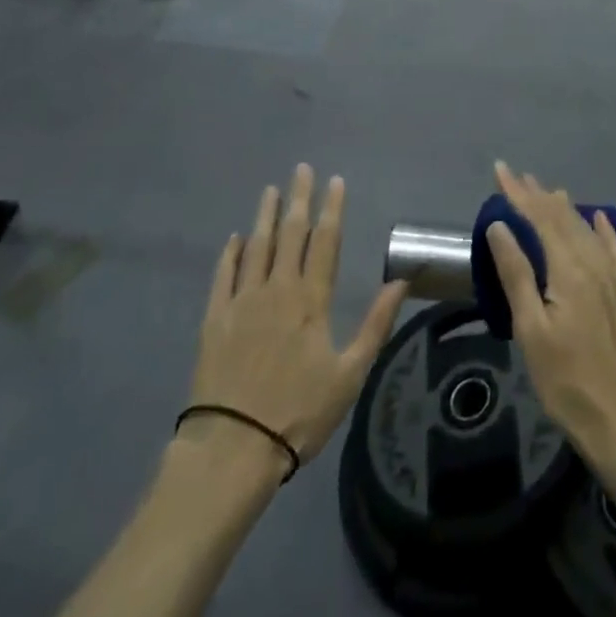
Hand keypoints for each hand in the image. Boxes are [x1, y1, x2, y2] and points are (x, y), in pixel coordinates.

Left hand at [184, 164, 406, 473]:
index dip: (331, 209)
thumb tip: (401, 281)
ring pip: (256, 246)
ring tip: (270, 191)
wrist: (232, 447)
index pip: (325, 242)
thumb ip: (375, 324)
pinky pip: (223, 275)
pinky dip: (230, 253)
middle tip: (301, 169)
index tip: (335, 181)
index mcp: (311, 300)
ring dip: (265, 216)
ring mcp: (242, 301)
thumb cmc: (298, 414)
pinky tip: (235, 239)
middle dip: (299, 199)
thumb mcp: (350, 374)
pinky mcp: (214, 318)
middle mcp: (277, 289)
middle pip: (290, 234)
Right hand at [483, 161, 615, 463]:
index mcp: (569, 268)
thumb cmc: (568, 381)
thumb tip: (501, 225)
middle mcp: (595, 263)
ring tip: (549, 191)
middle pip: (563, 218)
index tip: (500, 170)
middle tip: (518, 175)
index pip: (539, 217)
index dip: (518, 192)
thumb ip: (516, 273)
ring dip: (565, 208)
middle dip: (538, 195)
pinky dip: (604, 229)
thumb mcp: (532, 331)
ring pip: (587, 229)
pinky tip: (600, 218)